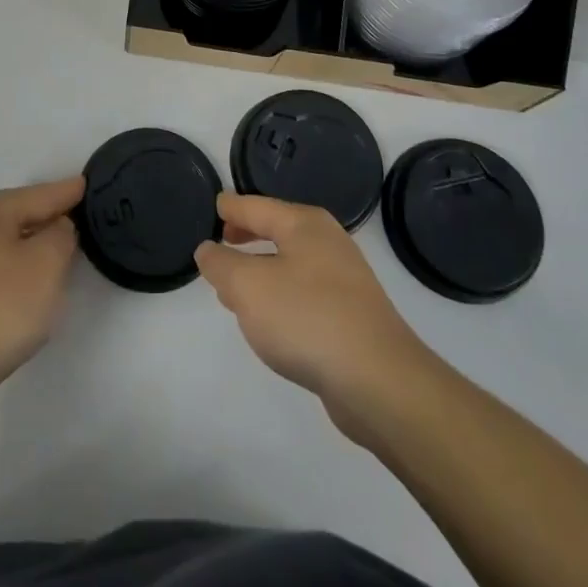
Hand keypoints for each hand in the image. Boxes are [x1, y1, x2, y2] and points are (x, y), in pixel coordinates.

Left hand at [0, 176, 84, 415]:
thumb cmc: (0, 308)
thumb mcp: (46, 264)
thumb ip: (61, 235)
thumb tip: (58, 228)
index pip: (39, 194)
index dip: (66, 191)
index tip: (87, 183)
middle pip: (21, 213)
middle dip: (50, 213)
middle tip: (80, 213)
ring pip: (10, 241)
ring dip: (36, 243)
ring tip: (64, 246)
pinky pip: (1, 267)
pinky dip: (22, 268)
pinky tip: (34, 282)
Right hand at [195, 193, 438, 443]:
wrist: (379, 381)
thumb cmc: (306, 318)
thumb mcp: (248, 287)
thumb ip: (221, 264)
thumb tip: (208, 250)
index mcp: (304, 224)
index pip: (257, 206)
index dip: (232, 207)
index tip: (214, 205)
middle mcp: (328, 243)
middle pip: (278, 230)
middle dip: (248, 235)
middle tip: (222, 240)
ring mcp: (345, 281)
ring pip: (291, 264)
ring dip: (262, 270)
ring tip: (236, 286)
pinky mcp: (353, 317)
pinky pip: (305, 294)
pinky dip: (281, 297)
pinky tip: (270, 321)